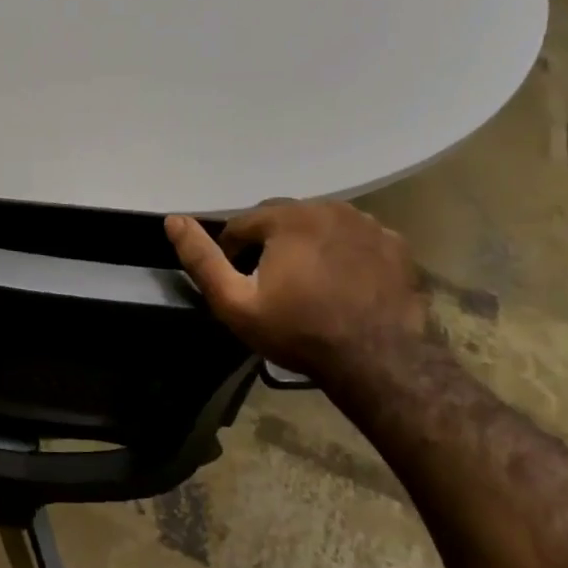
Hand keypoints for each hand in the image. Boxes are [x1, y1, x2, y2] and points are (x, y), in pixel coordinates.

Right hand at [165, 202, 426, 374]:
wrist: (379, 360)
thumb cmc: (298, 331)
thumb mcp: (234, 303)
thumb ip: (201, 260)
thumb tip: (173, 220)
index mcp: (287, 218)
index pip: (241, 224)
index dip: (232, 253)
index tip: (239, 284)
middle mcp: (328, 208)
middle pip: (282, 219)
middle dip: (269, 244)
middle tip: (271, 285)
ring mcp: (366, 223)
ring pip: (319, 224)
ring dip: (306, 244)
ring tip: (308, 284)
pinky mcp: (394, 243)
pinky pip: (354, 238)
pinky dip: (342, 252)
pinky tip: (342, 283)